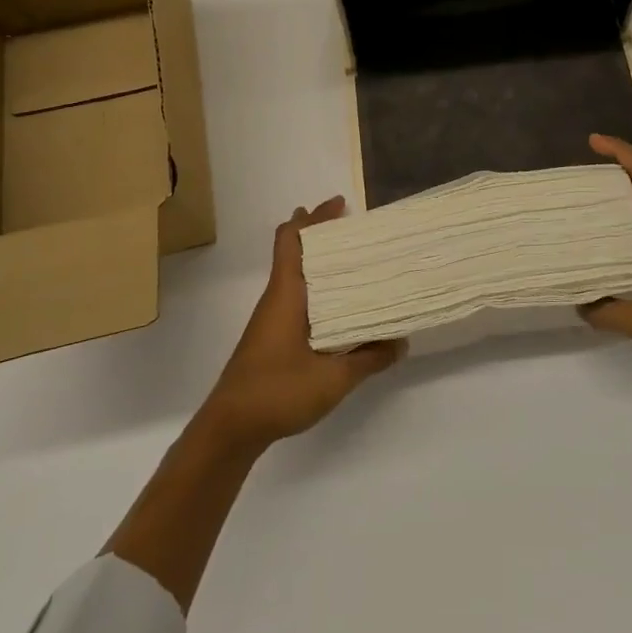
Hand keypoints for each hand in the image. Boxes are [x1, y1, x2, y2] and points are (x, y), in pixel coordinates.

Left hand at [202, 197, 404, 449]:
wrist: (230, 427)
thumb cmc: (277, 392)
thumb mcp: (333, 380)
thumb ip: (368, 359)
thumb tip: (401, 342)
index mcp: (287, 294)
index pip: (292, 240)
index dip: (313, 217)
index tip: (339, 204)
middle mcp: (277, 297)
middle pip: (293, 250)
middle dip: (320, 233)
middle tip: (355, 228)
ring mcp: (271, 317)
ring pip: (294, 273)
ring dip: (318, 261)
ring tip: (354, 262)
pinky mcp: (271, 336)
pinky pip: (295, 295)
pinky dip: (316, 286)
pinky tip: (337, 305)